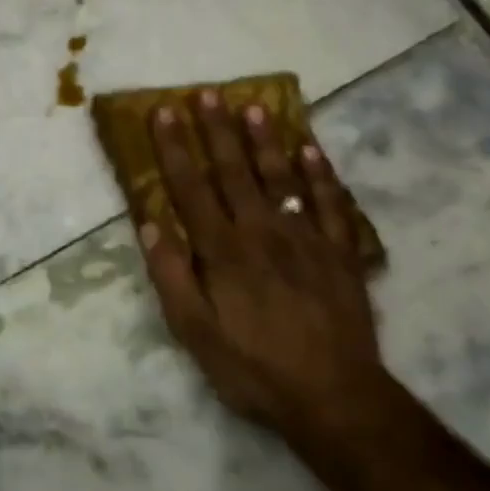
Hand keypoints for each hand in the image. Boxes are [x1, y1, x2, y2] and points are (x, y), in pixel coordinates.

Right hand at [136, 91, 388, 454]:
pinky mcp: (340, 252)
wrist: (335, 397)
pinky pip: (331, 204)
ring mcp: (306, 238)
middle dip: (218, 130)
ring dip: (266, 140)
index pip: (192, 188)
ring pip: (282, 177)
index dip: (175, 149)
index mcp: (223, 251)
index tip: (165, 113)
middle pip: (235, 172)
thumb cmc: (254, 368)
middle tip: (207, 93)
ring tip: (254, 105)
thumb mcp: (195, 334)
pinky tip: (311, 149)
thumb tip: (149, 225)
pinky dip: (321, 175)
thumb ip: (172, 277)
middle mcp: (262, 232)